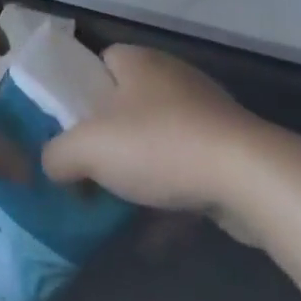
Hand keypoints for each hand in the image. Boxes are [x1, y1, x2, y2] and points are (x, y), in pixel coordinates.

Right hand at [42, 45, 264, 238]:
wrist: (248, 176)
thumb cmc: (159, 145)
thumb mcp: (89, 148)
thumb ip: (58, 154)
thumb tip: (52, 164)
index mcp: (135, 60)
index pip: (97, 63)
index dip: (79, 94)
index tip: (69, 130)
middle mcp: (169, 75)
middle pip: (126, 104)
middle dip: (110, 140)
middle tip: (92, 172)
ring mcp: (204, 111)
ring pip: (159, 140)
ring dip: (141, 174)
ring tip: (121, 211)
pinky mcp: (230, 148)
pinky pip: (188, 170)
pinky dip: (172, 200)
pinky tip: (158, 240)